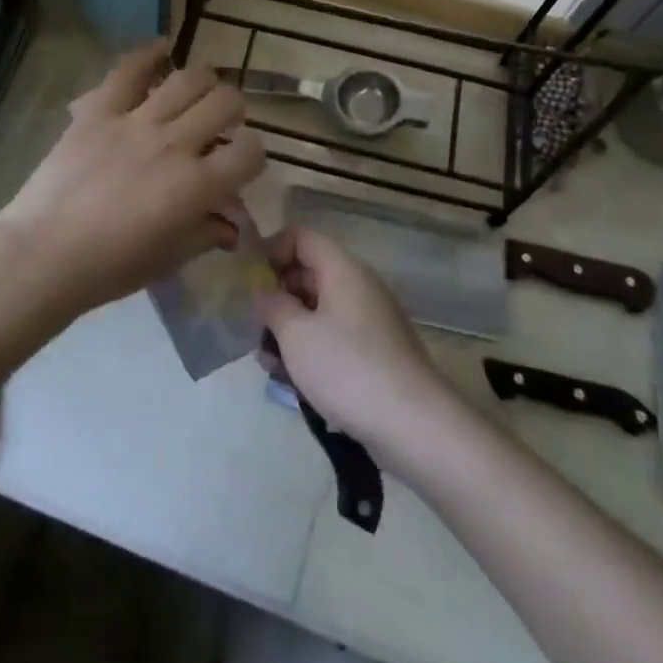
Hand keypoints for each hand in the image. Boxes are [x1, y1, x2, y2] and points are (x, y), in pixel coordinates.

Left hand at [0, 41, 265, 315]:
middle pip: (225, 103)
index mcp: (197, 187)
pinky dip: (150, 53)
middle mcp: (174, 145)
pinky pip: (129, 70)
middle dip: (234, 110)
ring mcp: (135, 122)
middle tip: (222, 122)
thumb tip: (231, 226)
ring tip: (199, 92)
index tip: (242, 161)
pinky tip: (164, 48)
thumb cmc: (109, 267)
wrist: (42, 253)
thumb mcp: (168, 259)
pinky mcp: (99, 111)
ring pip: (188, 79)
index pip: (250, 152)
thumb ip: (206, 235)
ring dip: (204, 82)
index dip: (254, 154)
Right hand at [253, 227, 456, 459]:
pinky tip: (293, 380)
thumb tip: (262, 290)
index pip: (301, 237)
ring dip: (290, 330)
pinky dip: (312, 350)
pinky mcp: (377, 353)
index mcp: (342, 269)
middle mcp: (359, 286)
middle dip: (276, 297)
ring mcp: (371, 321)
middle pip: (309, 274)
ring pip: (319, 310)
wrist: (413, 424)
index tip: (249, 280)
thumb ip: (272, 305)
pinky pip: (335, 337)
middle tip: (252, 326)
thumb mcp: (295, 334)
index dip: (271, 250)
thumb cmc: (347, 368)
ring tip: (268, 362)